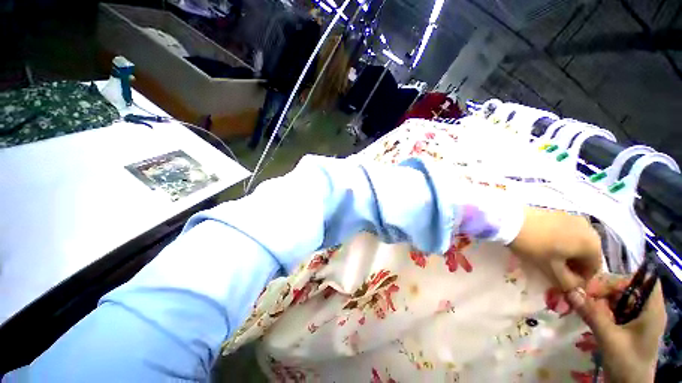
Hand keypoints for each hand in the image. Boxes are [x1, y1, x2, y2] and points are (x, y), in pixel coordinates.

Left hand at [509, 207, 601, 290]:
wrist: (519, 223)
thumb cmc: (540, 250)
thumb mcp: (555, 272)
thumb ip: (570, 284)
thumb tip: (578, 292)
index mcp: (591, 242)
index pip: (596, 268)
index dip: (585, 281)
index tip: (571, 289)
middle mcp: (590, 228)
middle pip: (592, 256)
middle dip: (581, 270)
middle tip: (565, 281)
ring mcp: (580, 220)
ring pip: (585, 246)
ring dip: (577, 260)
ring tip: (560, 269)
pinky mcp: (570, 217)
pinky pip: (578, 237)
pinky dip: (573, 249)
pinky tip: (558, 255)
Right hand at [566, 274, 665, 382]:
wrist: (636, 379)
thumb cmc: (631, 361)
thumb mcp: (612, 342)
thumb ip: (594, 316)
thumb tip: (572, 292)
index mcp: (648, 287)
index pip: (618, 279)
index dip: (596, 288)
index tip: (574, 297)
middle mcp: (648, 291)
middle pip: (620, 293)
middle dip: (599, 305)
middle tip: (577, 314)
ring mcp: (647, 307)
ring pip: (622, 307)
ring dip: (604, 317)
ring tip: (587, 327)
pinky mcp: (643, 322)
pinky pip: (626, 317)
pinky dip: (612, 325)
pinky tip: (602, 335)